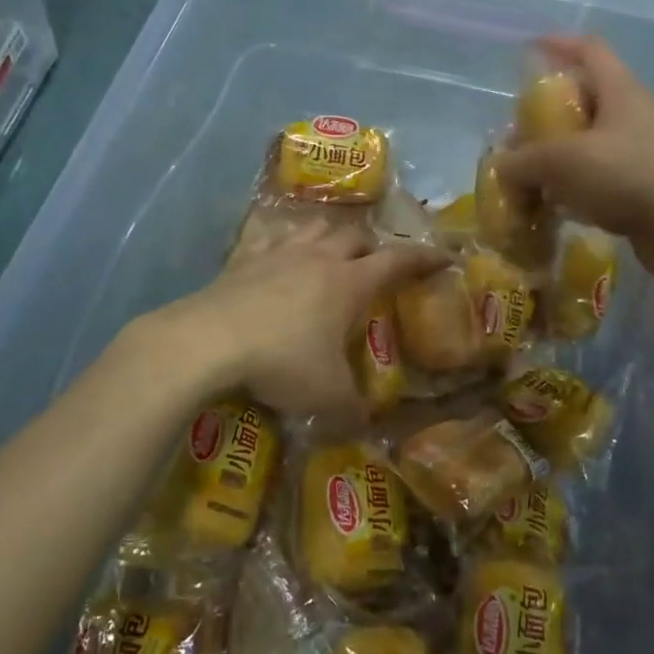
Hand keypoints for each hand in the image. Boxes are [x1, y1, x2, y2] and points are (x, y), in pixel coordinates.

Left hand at [158, 219, 444, 421]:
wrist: (208, 341)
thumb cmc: (281, 361)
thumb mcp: (326, 396)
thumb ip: (352, 412)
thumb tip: (365, 426)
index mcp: (349, 283)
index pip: (398, 261)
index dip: (425, 258)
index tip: (445, 256)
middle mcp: (319, 258)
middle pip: (356, 236)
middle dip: (374, 246)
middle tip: (378, 264)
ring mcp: (279, 253)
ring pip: (315, 227)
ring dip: (330, 235)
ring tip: (332, 250)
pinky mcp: (243, 259)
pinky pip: (268, 237)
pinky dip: (280, 240)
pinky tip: (275, 252)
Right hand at [494, 36, 653, 287]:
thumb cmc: (627, 178)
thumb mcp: (563, 162)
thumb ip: (524, 160)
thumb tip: (502, 166)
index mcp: (622, 91)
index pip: (589, 50)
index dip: (559, 44)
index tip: (530, 49)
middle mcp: (636, 113)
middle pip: (588, 97)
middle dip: (552, 110)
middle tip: (523, 129)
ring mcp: (645, 150)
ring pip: (594, 139)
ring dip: (563, 151)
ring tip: (534, 170)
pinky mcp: (647, 184)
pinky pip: (604, 172)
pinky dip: (578, 181)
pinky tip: (558, 202)